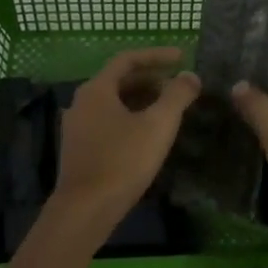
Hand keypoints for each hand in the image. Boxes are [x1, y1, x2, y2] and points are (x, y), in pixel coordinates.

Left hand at [53, 48, 200, 236]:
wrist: (84, 212)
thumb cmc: (122, 161)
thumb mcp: (158, 125)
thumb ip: (177, 96)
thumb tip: (190, 76)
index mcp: (97, 89)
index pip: (128, 60)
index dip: (156, 56)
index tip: (182, 57)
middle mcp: (82, 102)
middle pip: (119, 80)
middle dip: (151, 79)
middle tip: (177, 85)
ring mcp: (77, 127)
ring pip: (114, 102)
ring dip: (141, 99)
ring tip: (168, 108)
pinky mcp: (79, 149)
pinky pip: (108, 121)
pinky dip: (130, 117)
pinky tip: (147, 134)